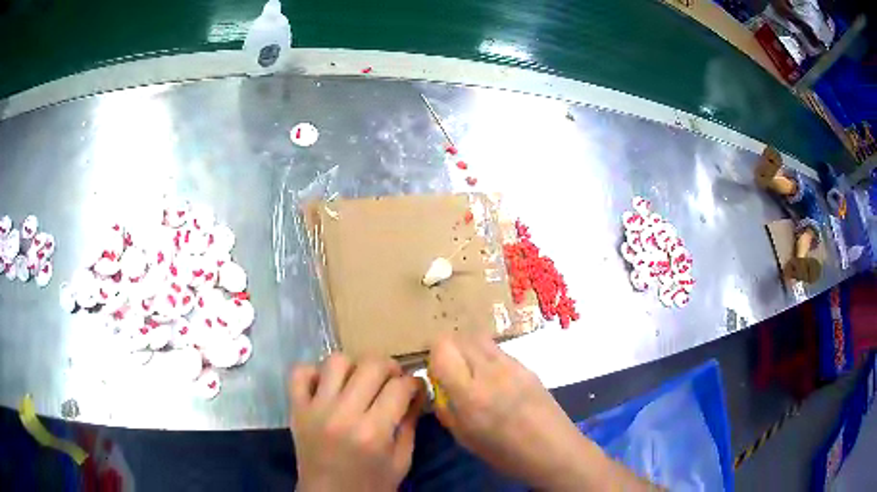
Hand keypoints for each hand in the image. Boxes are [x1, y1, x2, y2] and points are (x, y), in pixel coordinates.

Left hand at [289, 354, 424, 491]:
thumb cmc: (371, 484)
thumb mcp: (401, 461)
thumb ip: (409, 424)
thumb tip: (415, 393)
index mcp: (373, 432)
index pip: (400, 387)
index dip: (414, 383)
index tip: (415, 388)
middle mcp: (343, 414)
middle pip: (371, 365)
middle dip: (390, 367)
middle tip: (392, 381)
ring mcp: (315, 409)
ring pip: (336, 361)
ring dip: (354, 367)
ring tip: (359, 382)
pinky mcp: (296, 409)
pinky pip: (299, 373)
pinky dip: (314, 372)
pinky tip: (327, 386)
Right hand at [429, 332, 649, 491]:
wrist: (553, 450)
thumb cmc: (505, 452)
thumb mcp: (464, 438)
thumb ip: (446, 407)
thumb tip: (438, 386)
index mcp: (471, 393)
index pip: (443, 347)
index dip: (434, 356)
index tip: (437, 373)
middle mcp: (491, 371)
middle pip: (461, 337)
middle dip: (450, 350)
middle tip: (452, 372)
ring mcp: (513, 365)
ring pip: (480, 339)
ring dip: (469, 350)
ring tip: (473, 374)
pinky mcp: (528, 366)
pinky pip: (499, 351)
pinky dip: (488, 357)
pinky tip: (496, 382)